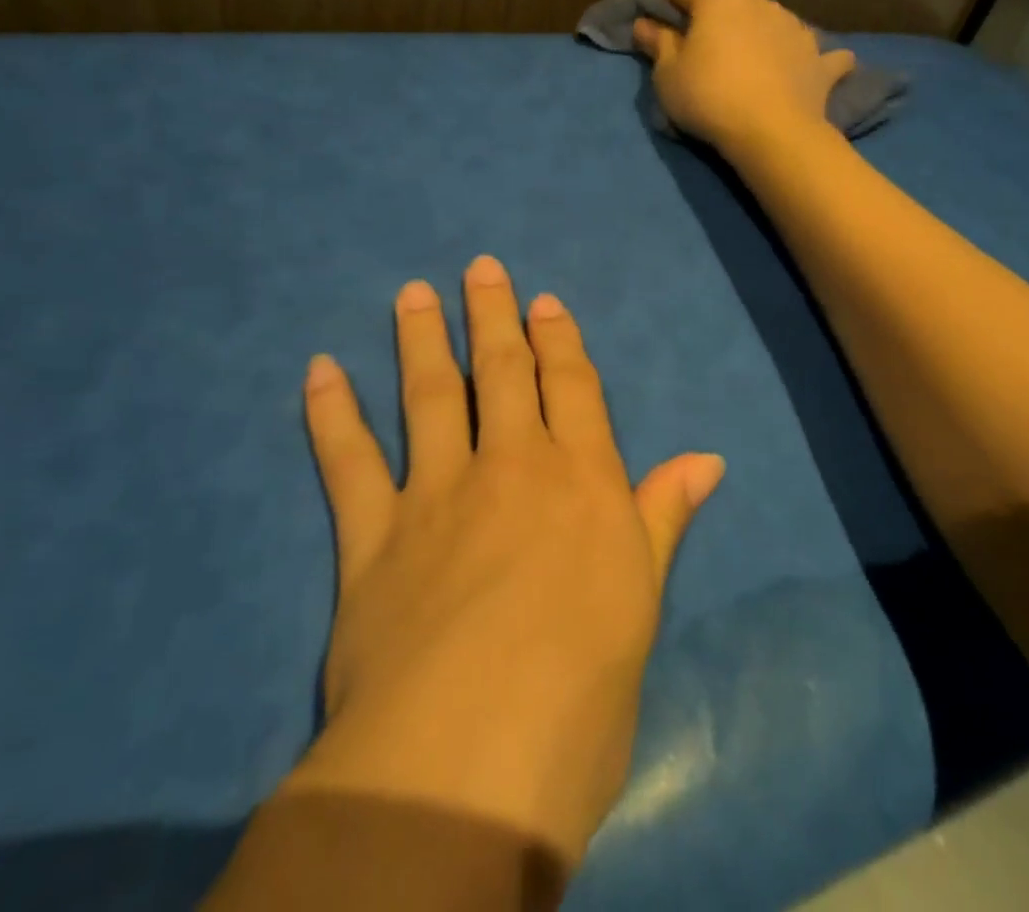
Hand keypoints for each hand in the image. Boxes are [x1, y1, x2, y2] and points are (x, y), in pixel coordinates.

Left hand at [283, 255, 724, 873]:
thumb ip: (662, 518)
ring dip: (420, 339)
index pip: (571, 388)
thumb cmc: (583, 688)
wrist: (471, 759)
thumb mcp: (642, 601)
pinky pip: (348, 462)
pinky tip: (321, 370)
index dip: (559, 340)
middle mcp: (510, 466)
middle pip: (500, 371)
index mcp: (580, 480)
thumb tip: (707, 460)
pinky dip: (332, 413)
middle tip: (479, 268)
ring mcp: (436, 493)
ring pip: (428, 396)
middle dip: (492, 316)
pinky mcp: (371, 537)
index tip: (544, 301)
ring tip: (411, 293)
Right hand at [631, 0, 854, 155]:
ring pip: (769, 16)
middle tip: (698, 35)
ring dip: (755, 28)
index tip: (651, 15)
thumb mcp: (669, 74)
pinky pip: (812, 50)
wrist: (775, 132)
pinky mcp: (819, 57)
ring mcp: (794, 26)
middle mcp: (759, 0)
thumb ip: (658, 43)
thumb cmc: (710, 97)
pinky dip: (805, 56)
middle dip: (711, 8)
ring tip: (744, 55)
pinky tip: (806, 65)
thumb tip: (644, 24)